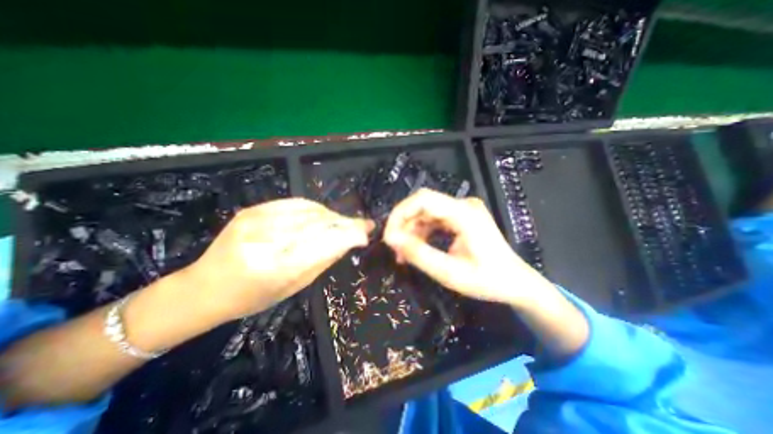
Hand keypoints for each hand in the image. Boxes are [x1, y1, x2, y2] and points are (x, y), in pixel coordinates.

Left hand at [183, 198, 372, 319]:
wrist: (205, 286)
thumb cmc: (252, 297)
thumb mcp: (292, 286)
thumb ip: (321, 260)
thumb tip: (347, 241)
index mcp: (274, 268)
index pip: (323, 244)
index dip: (349, 235)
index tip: (367, 231)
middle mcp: (265, 239)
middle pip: (318, 223)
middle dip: (345, 223)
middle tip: (361, 224)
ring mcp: (256, 220)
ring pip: (309, 211)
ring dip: (332, 215)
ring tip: (344, 221)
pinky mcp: (252, 209)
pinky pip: (294, 203)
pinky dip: (315, 208)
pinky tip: (324, 214)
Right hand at [379, 188, 548, 306]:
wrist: (516, 283)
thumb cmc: (487, 281)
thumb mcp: (450, 273)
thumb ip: (419, 255)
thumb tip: (391, 239)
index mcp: (464, 213)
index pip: (422, 199)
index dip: (400, 214)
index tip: (388, 237)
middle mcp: (463, 205)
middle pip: (422, 203)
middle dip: (403, 223)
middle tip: (393, 247)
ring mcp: (463, 209)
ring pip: (425, 212)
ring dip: (410, 229)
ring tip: (402, 253)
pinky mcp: (461, 217)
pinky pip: (433, 219)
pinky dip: (421, 232)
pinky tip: (415, 248)